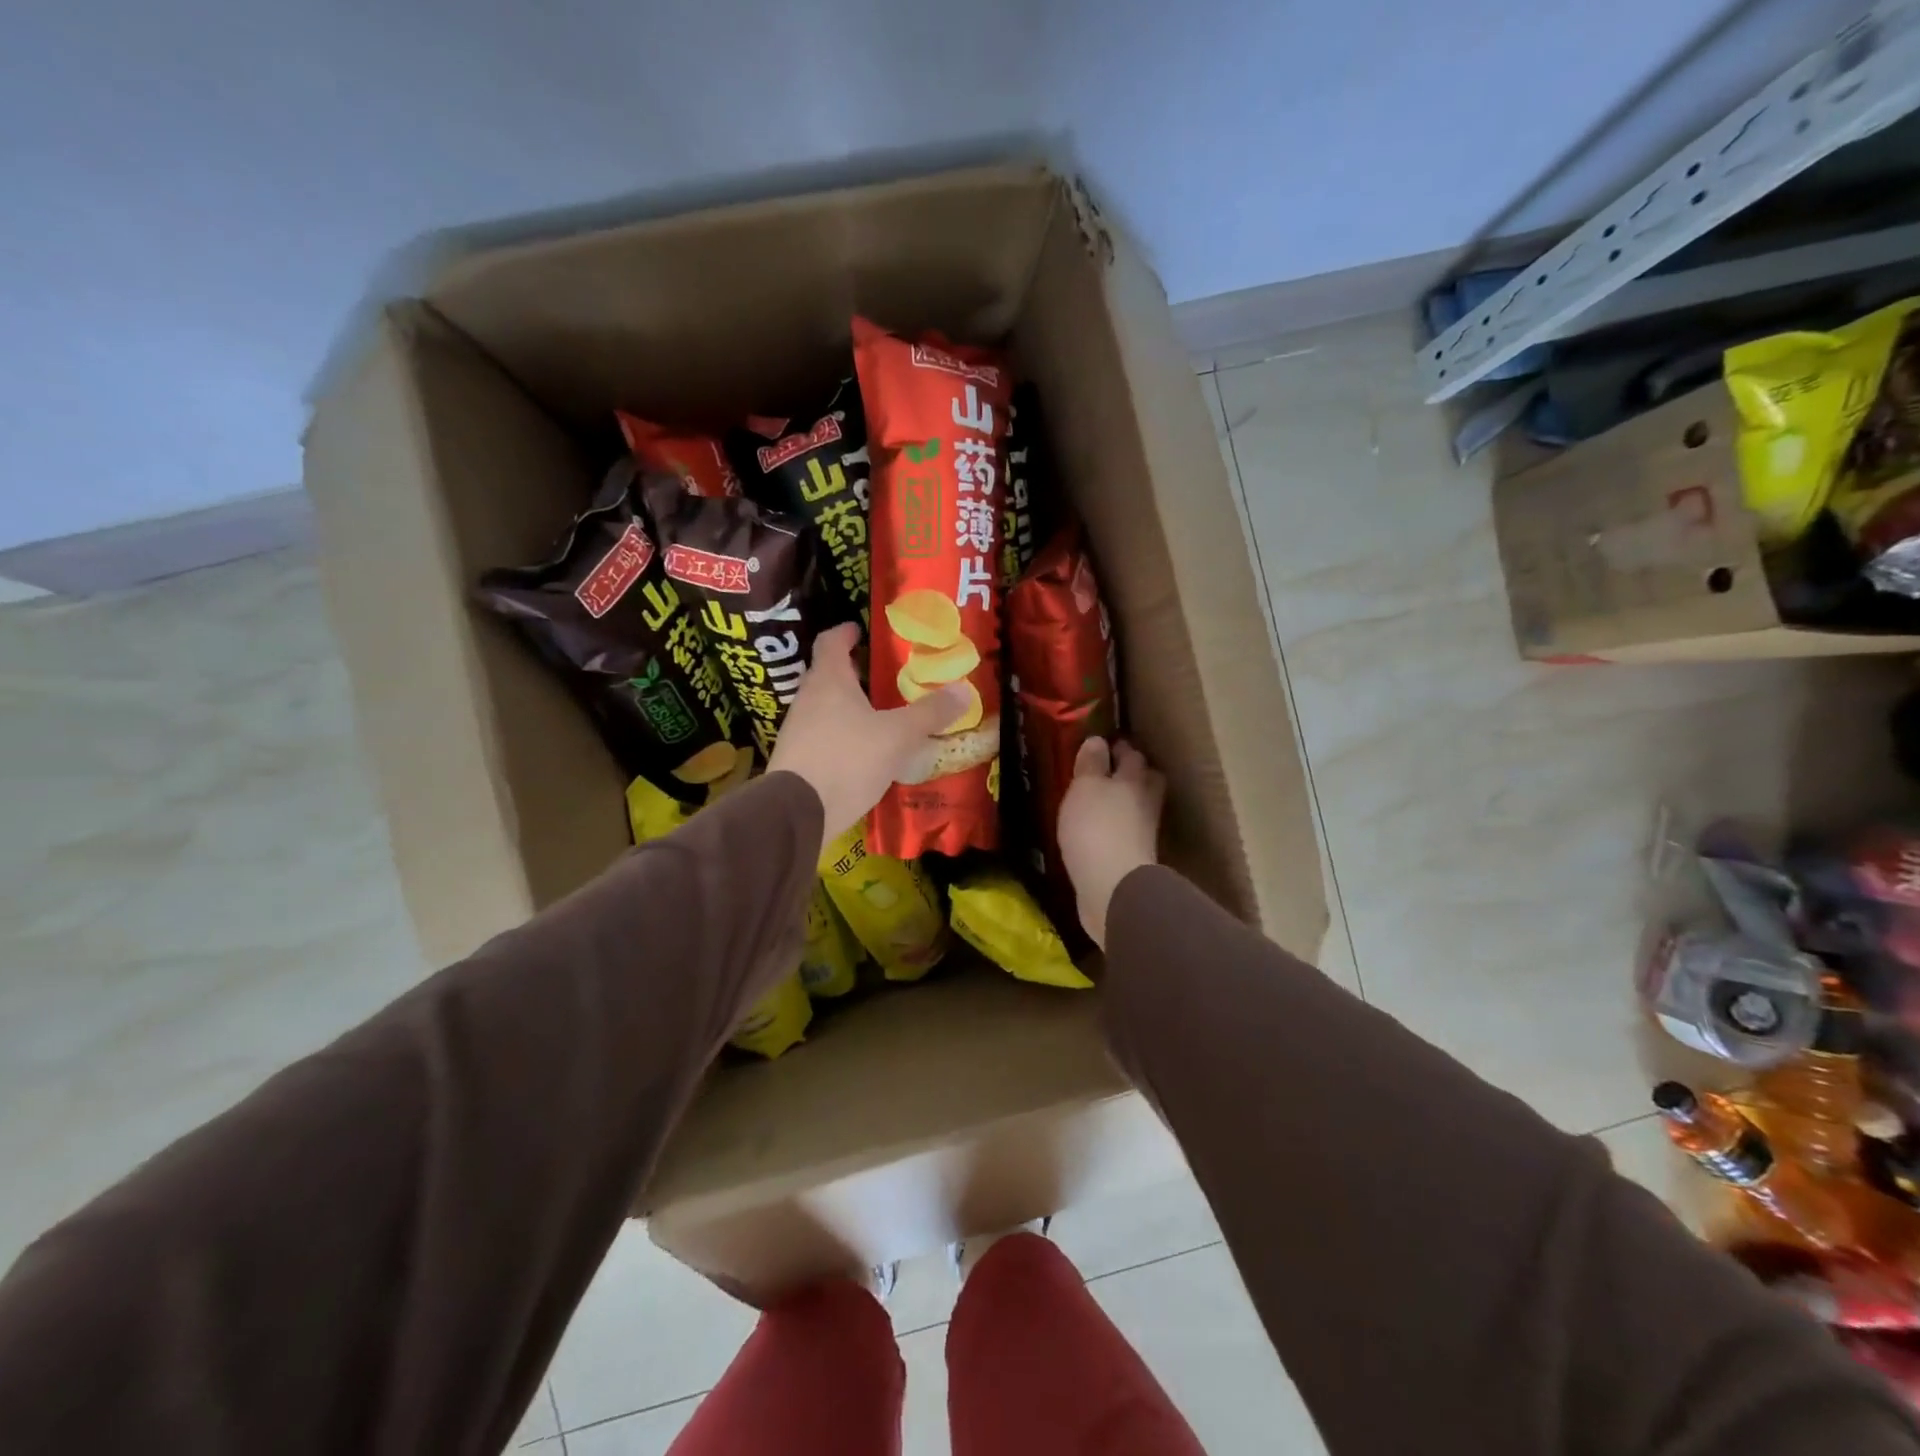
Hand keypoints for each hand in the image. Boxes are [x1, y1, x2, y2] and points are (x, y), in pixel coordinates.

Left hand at [769, 623, 968, 851]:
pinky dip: (842, 735)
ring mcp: (798, 730)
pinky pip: (822, 736)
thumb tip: (964, 690)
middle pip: (827, 674)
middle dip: (852, 672)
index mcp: (829, 680)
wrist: (798, 812)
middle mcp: (807, 699)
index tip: (859, 630)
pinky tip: (863, 752)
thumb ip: (929, 713)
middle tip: (882, 675)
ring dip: (847, 706)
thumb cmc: (848, 759)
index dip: (845, 632)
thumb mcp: (898, 736)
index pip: (830, 642)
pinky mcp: (796, 759)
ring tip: (878, 714)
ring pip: (824, 707)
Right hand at [1058, 738, 1164, 948]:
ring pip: (1138, 808)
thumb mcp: (1085, 787)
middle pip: (1146, 781)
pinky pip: (1127, 834)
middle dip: (1132, 773)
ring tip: (1102, 802)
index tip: (1105, 744)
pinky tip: (1101, 832)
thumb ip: (1091, 764)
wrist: (1112, 886)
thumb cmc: (1096, 827)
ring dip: (1125, 803)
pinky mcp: (1134, 859)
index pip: (1132, 755)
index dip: (1119, 748)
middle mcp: (1145, 803)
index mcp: (1134, 779)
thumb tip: (1098, 741)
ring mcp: (1144, 834)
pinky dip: (1117, 829)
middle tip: (1112, 770)